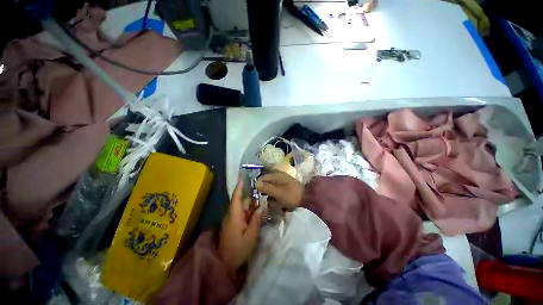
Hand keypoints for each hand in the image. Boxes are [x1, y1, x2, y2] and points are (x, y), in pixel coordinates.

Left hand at [218, 180, 261, 276]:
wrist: (225, 263)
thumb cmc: (238, 249)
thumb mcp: (250, 236)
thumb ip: (256, 220)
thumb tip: (261, 208)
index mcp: (234, 216)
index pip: (236, 198)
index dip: (239, 188)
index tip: (243, 179)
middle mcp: (232, 216)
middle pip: (241, 202)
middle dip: (251, 198)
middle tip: (262, 193)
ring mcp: (232, 220)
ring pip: (243, 208)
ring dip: (252, 206)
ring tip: (262, 202)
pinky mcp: (233, 225)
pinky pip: (242, 215)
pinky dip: (250, 213)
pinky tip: (257, 213)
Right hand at [257, 172, 303, 209]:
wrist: (307, 199)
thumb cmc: (292, 196)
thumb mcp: (278, 193)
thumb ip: (267, 188)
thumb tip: (256, 183)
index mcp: (277, 175)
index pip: (263, 177)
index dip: (257, 184)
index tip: (254, 194)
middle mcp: (279, 176)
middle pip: (266, 180)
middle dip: (262, 188)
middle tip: (258, 197)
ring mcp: (282, 181)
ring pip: (270, 184)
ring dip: (267, 191)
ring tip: (264, 199)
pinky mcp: (284, 186)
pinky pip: (275, 188)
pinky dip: (272, 192)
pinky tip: (271, 199)